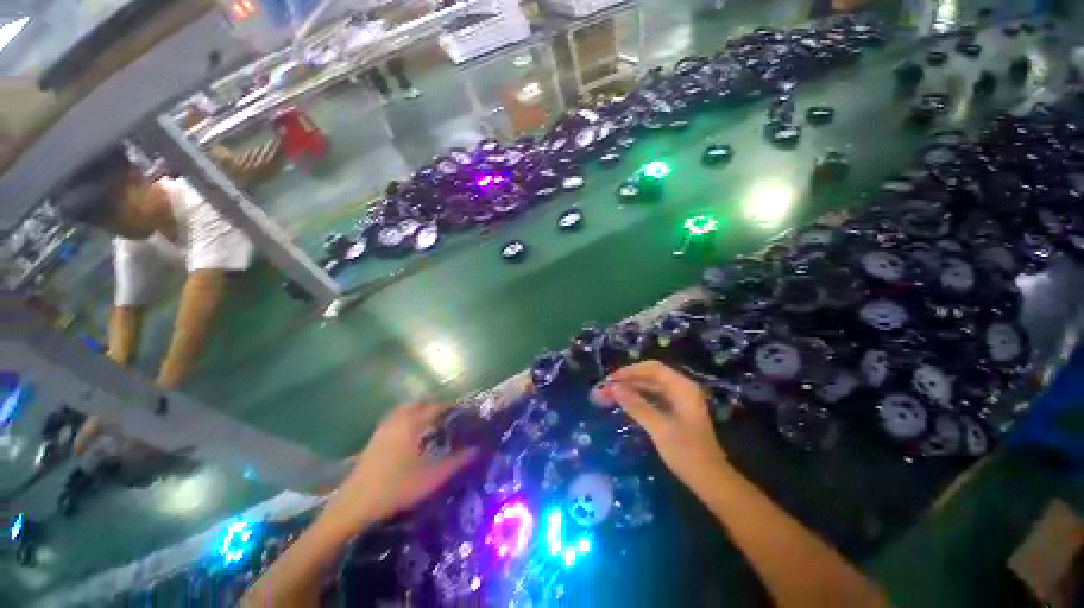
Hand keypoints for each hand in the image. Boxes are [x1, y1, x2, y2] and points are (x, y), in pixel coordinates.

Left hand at [324, 403, 475, 530]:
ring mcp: (383, 429)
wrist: (353, 506)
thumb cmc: (395, 488)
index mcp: (411, 424)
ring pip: (404, 411)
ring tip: (431, 422)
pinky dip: (406, 419)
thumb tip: (477, 450)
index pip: (435, 407)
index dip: (450, 407)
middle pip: (418, 404)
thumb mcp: (431, 477)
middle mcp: (397, 421)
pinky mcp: (374, 440)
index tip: (462, 410)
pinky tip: (410, 435)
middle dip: (434, 406)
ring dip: (419, 411)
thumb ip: (456, 462)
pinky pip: (395, 419)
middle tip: (448, 416)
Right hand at [593, 361, 728, 488]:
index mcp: (682, 387)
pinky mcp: (674, 412)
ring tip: (607, 396)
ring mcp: (678, 400)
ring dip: (629, 390)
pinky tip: (623, 404)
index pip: (652, 369)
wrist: (711, 482)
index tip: (610, 380)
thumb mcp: (659, 428)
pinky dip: (636, 400)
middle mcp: (681, 389)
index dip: (630, 371)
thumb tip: (613, 388)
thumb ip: (636, 405)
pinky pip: (651, 398)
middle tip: (604, 390)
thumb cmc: (687, 454)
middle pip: (649, 377)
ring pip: (648, 387)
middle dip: (626, 381)